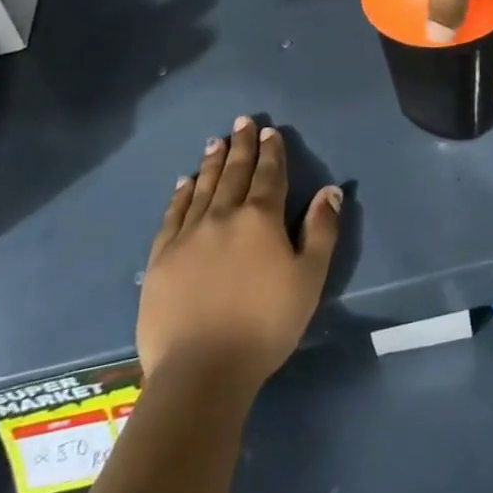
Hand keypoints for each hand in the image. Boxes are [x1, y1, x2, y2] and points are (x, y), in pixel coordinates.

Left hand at [137, 117, 342, 396]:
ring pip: (203, 187)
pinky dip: (182, 194)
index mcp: (261, 219)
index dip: (271, 151)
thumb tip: (331, 190)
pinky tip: (185, 182)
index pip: (268, 174)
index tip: (269, 131)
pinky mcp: (161, 257)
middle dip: (241, 145)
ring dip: (213, 162)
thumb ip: (321, 230)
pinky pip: (173, 214)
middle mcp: (223, 216)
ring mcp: (188, 235)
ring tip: (216, 141)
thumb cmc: (266, 325)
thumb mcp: (309, 278)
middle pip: (234, 172)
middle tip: (242, 121)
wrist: (201, 371)